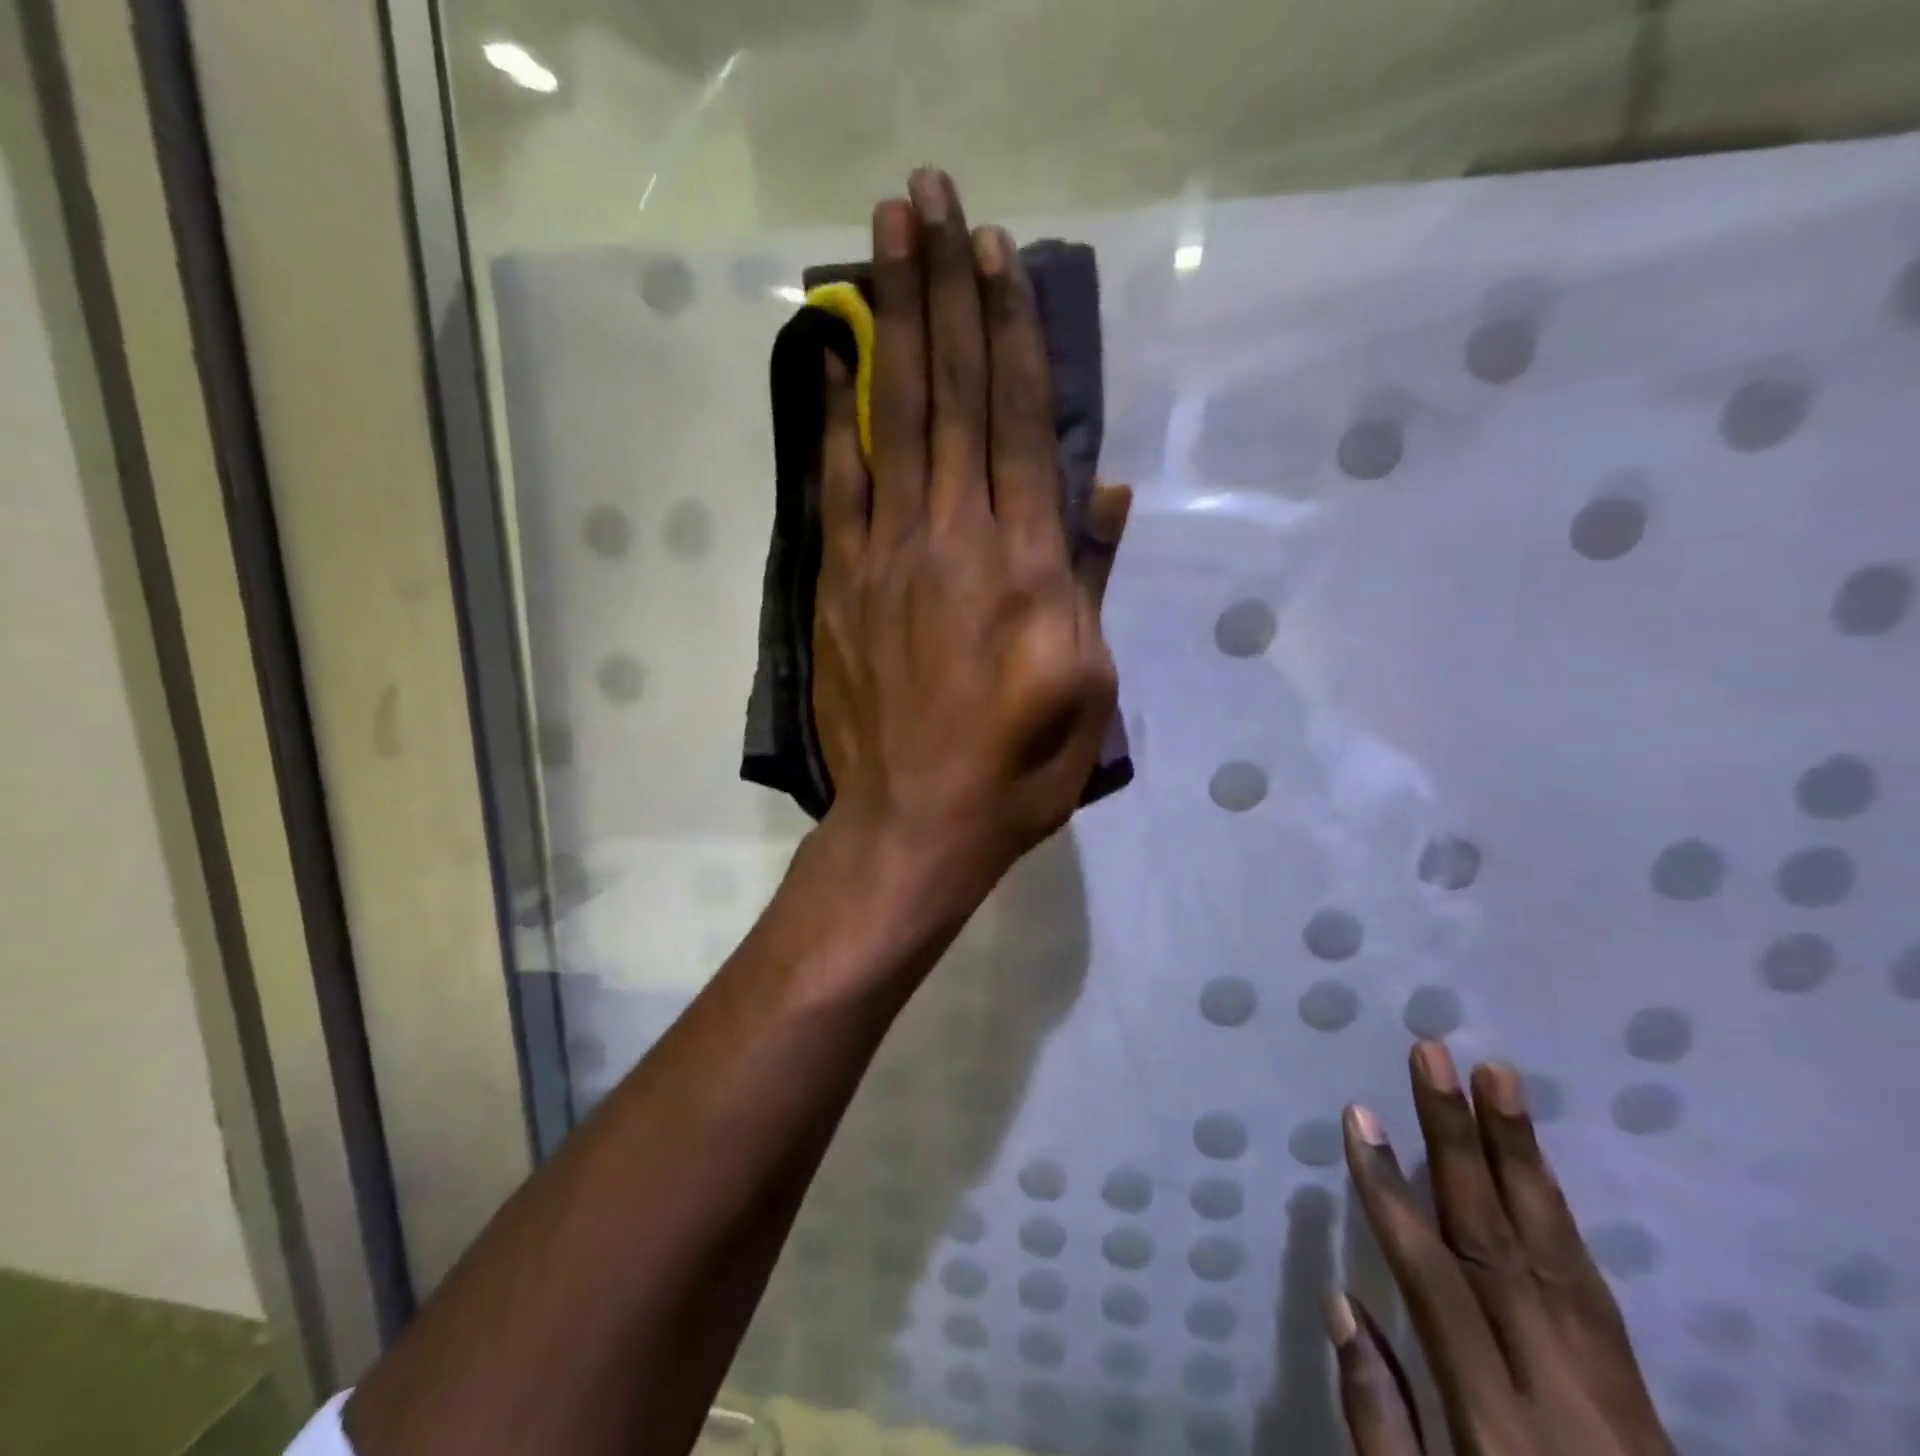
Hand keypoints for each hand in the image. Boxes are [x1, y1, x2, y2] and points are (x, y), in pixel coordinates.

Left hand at [811, 168, 1128, 898]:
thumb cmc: (1019, 767)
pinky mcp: (840, 585)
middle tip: (929, 198)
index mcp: (1026, 566)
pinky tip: (830, 360)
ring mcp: (888, 558)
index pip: (1018, 424)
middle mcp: (955, 539)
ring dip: (890, 325)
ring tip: (880, 239)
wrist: (918, 822)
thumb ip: (1092, 583)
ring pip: (893, 422)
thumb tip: (1100, 495)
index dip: (1010, 333)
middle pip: (951, 397)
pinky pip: (837, 486)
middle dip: (944, 293)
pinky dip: (834, 418)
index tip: (997, 254)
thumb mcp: (1090, 686)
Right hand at [1332, 1042, 1674, 1455]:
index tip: (1360, 1116)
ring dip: (1520, 1154)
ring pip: (1557, 1250)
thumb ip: (1379, 1421)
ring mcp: (1615, 1391)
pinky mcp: (1642, 1392)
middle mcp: (1562, 1395)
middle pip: (1500, 1244)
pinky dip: (1558, 1211)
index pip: (1435, 1281)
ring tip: (1496, 1076)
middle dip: (1458, 1140)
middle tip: (1433, 1057)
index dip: (1391, 1192)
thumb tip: (1341, 1301)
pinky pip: (1592, 1283)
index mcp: (1497, 1428)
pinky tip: (1533, 1162)